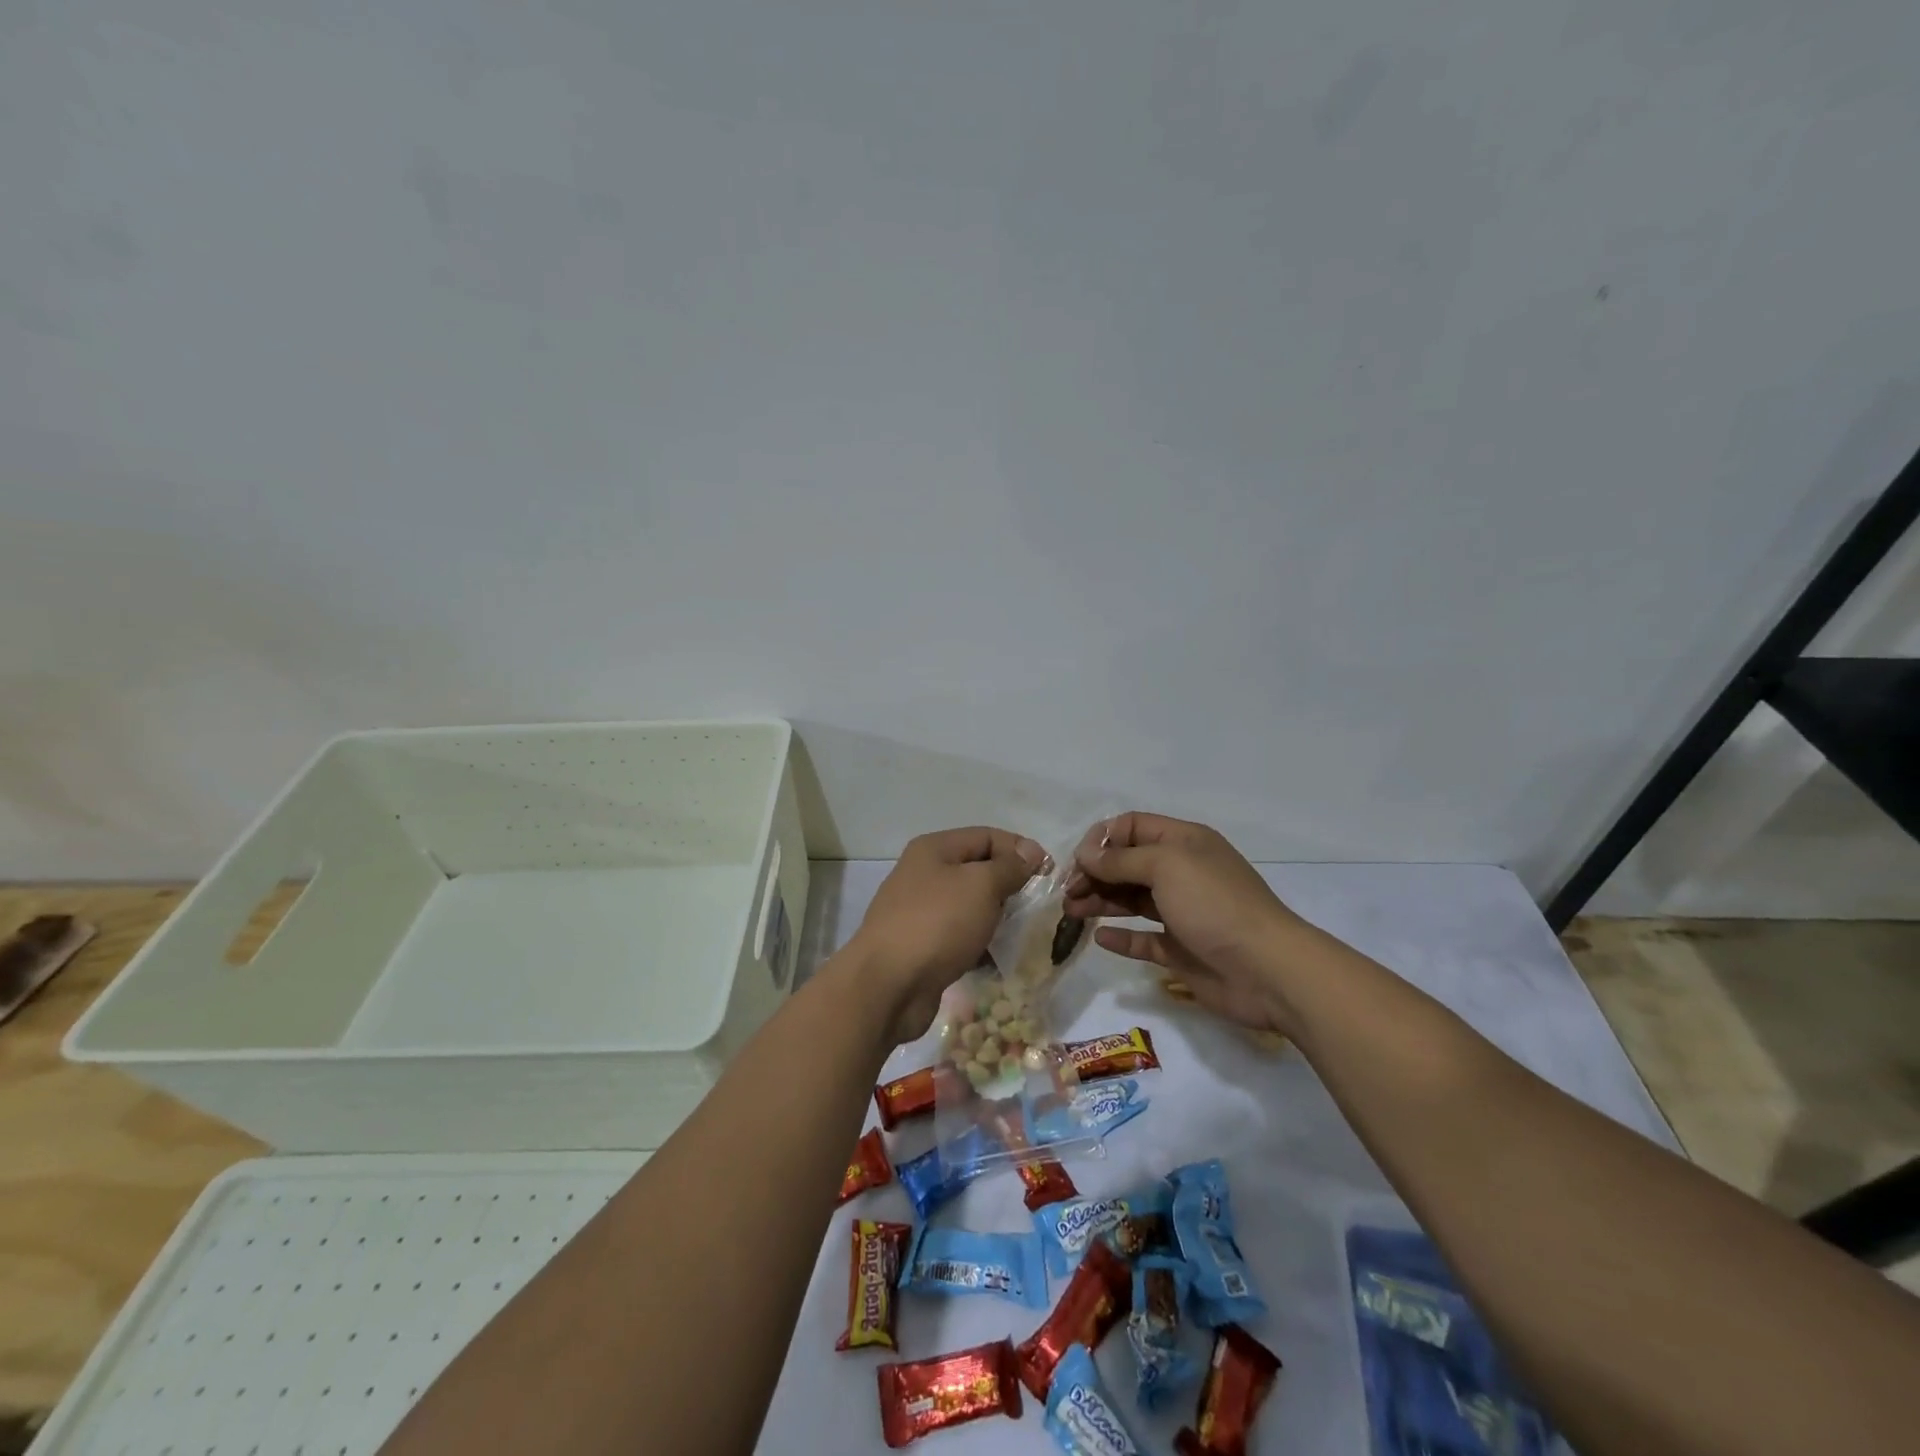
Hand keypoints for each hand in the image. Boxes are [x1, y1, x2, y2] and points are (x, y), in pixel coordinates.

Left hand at [849, 826, 1046, 1043]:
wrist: (887, 985)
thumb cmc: (937, 924)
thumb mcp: (981, 885)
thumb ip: (1009, 867)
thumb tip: (1030, 852)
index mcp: (934, 849)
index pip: (987, 836)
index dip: (1020, 850)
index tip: (1050, 874)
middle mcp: (924, 874)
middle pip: (978, 870)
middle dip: (1010, 885)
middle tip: (1039, 907)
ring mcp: (920, 912)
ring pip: (970, 905)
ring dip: (997, 917)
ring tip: (1023, 933)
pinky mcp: (922, 946)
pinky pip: (960, 936)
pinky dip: (980, 943)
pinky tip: (998, 958)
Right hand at [1064, 812, 1305, 1035]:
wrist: (1267, 970)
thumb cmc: (1214, 904)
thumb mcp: (1166, 866)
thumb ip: (1121, 859)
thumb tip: (1085, 854)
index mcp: (1184, 842)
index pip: (1133, 827)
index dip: (1103, 839)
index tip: (1078, 861)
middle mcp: (1182, 872)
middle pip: (1128, 864)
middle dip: (1096, 873)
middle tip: (1069, 892)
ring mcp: (1182, 912)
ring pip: (1132, 900)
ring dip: (1101, 901)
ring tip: (1072, 911)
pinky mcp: (1181, 949)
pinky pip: (1143, 938)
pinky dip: (1121, 937)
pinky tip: (1100, 938)